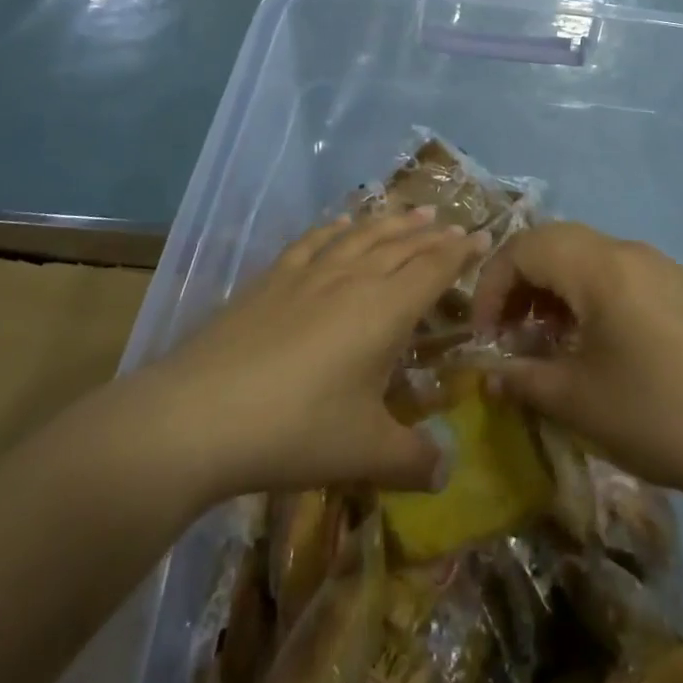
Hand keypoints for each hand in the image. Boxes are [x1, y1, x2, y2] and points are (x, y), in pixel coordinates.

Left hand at [136, 210, 485, 502]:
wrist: (199, 415)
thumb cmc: (296, 431)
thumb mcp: (365, 454)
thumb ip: (415, 460)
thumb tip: (448, 470)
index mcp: (385, 310)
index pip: (434, 268)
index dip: (461, 252)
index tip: (483, 236)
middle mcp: (353, 278)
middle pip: (403, 244)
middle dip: (433, 234)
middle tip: (455, 224)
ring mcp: (309, 273)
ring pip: (362, 234)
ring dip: (393, 221)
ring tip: (414, 212)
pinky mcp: (272, 278)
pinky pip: (315, 240)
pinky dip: (337, 227)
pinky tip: (342, 222)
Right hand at [470, 223, 682, 512]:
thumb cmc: (654, 414)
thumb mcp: (575, 399)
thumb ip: (520, 378)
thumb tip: (485, 375)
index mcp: (599, 267)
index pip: (524, 249)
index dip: (491, 286)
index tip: (483, 336)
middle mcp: (627, 251)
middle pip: (553, 242)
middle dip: (518, 280)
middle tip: (505, 329)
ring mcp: (657, 266)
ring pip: (584, 255)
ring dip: (552, 286)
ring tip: (541, 336)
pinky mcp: (676, 288)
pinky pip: (614, 271)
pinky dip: (584, 292)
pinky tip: (587, 338)